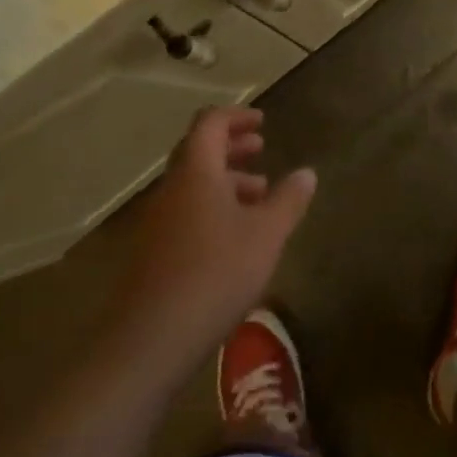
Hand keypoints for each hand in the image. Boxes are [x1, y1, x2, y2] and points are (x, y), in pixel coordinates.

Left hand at [116, 107, 315, 368]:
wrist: (150, 340)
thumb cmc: (215, 274)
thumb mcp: (266, 235)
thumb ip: (288, 200)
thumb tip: (307, 173)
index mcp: (196, 171)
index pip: (210, 123)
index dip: (236, 116)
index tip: (262, 122)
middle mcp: (171, 187)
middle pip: (198, 151)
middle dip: (231, 146)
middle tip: (261, 149)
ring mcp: (157, 220)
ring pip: (193, 184)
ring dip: (225, 179)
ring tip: (258, 194)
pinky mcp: (153, 251)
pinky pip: (185, 211)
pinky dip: (212, 206)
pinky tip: (234, 235)